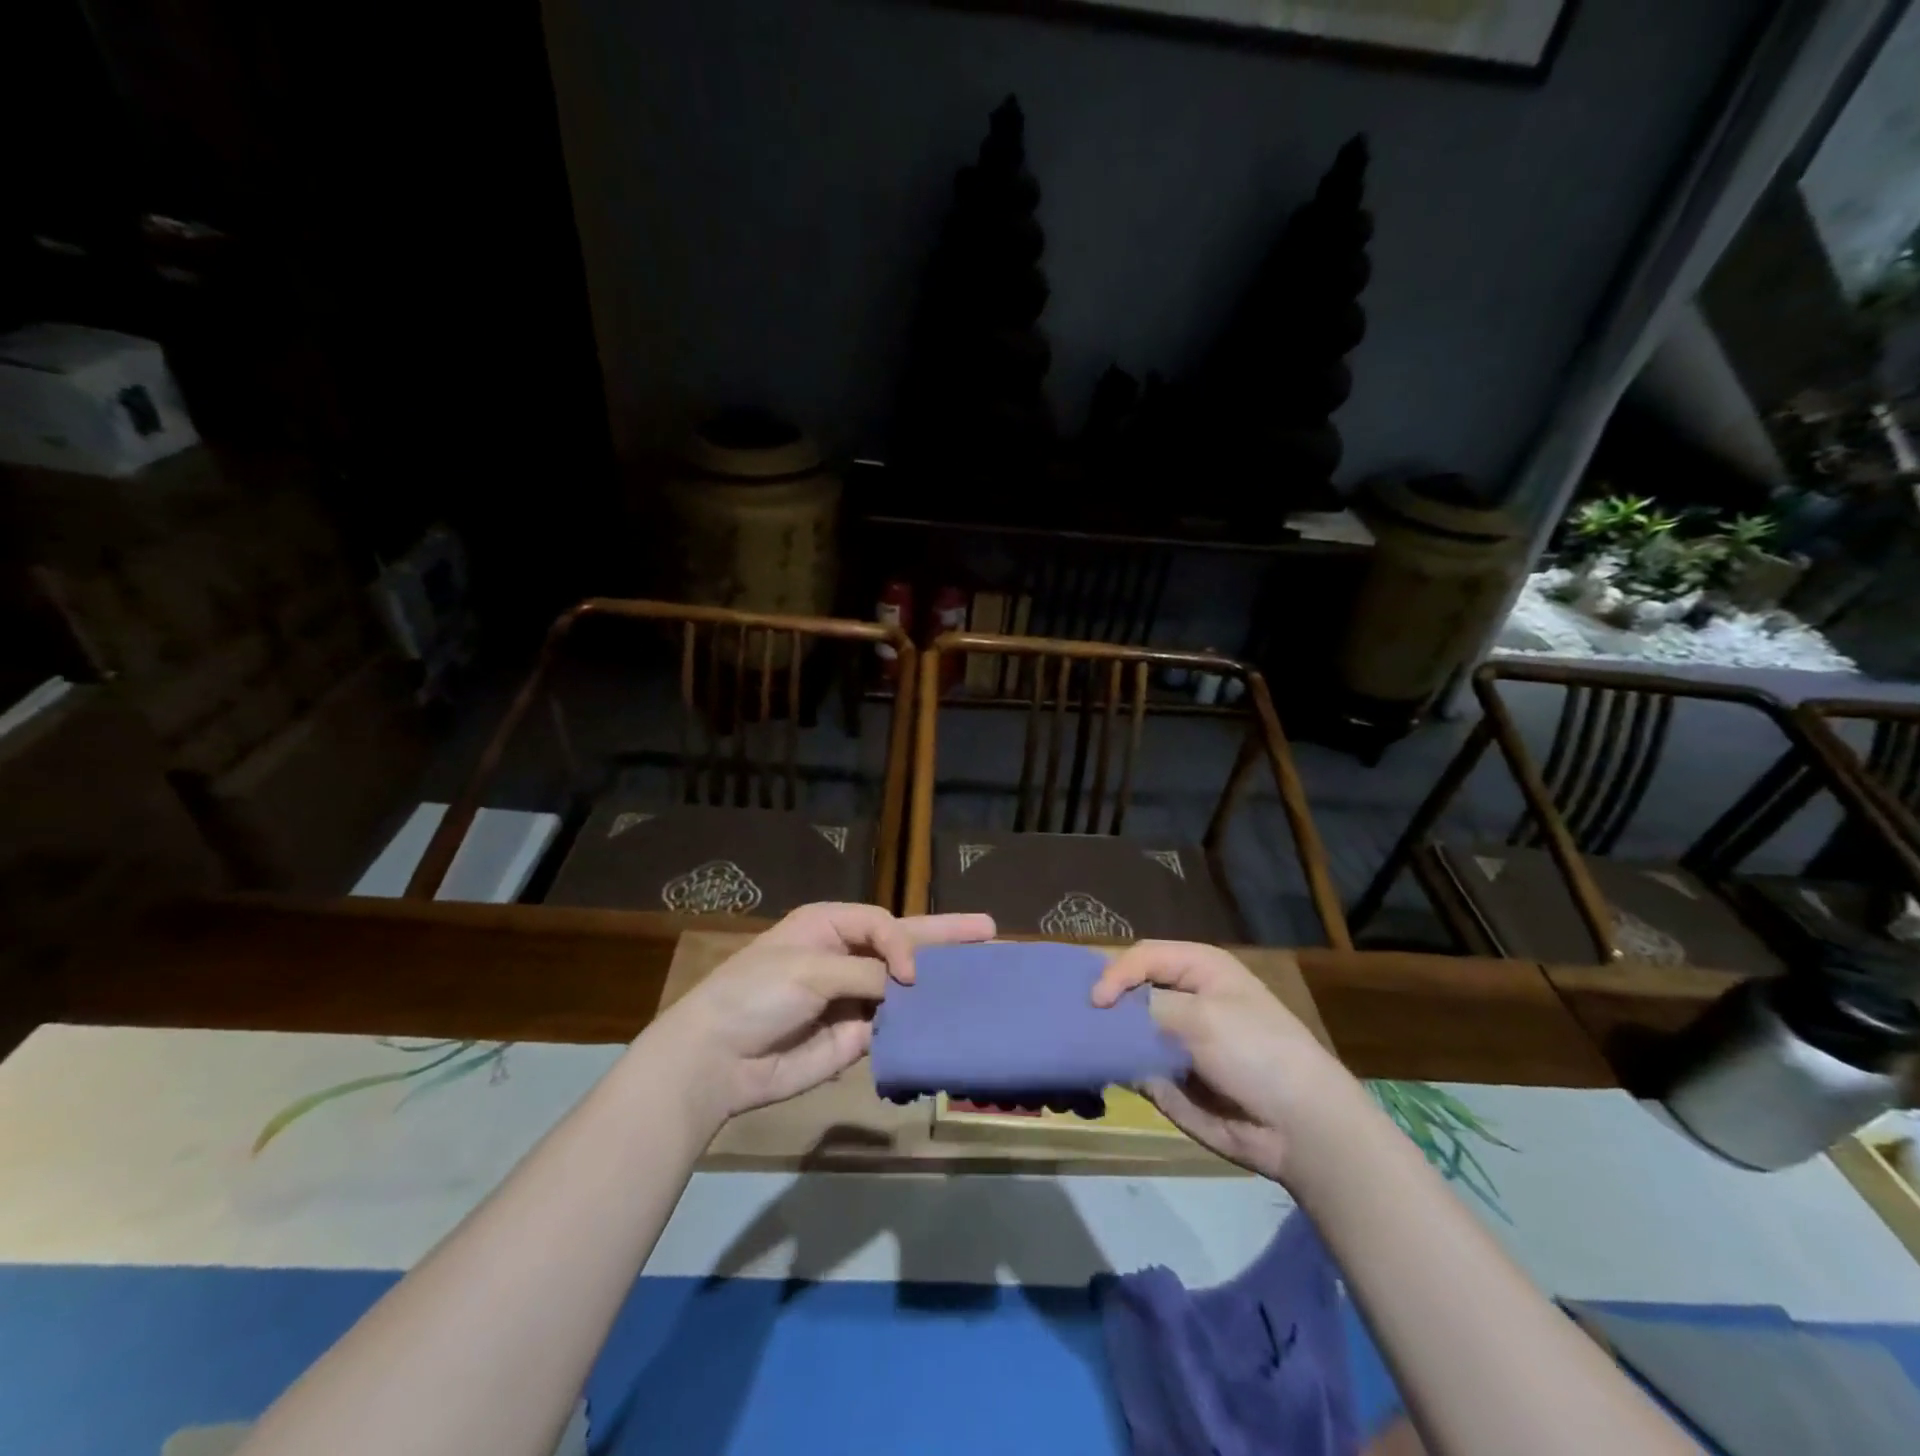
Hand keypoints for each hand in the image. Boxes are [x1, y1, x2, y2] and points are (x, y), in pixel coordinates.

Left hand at [646, 902, 994, 1125]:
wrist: (717, 1060)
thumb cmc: (756, 994)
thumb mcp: (808, 970)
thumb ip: (864, 974)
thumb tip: (908, 987)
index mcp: (831, 926)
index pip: (885, 924)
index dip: (906, 943)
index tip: (910, 975)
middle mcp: (848, 957)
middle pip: (905, 944)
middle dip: (945, 938)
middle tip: (989, 930)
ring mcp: (854, 999)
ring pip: (905, 990)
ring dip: (938, 986)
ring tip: (984, 980)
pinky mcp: (855, 1040)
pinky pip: (894, 1029)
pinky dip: (918, 1028)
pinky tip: (952, 1025)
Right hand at [1092, 940, 1348, 1182]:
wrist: (1299, 1128)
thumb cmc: (1257, 1052)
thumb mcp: (1202, 1016)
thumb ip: (1147, 1007)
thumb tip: (1105, 1014)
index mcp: (1198, 968)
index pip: (1142, 956)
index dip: (1116, 973)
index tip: (1097, 1003)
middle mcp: (1182, 998)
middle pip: (1128, 989)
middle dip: (1104, 1002)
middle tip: (1074, 1017)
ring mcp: (1172, 1039)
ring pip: (1123, 1028)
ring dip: (1104, 1034)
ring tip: (1077, 1042)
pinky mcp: (1166, 1076)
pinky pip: (1130, 1064)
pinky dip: (1114, 1065)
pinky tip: (1095, 1067)